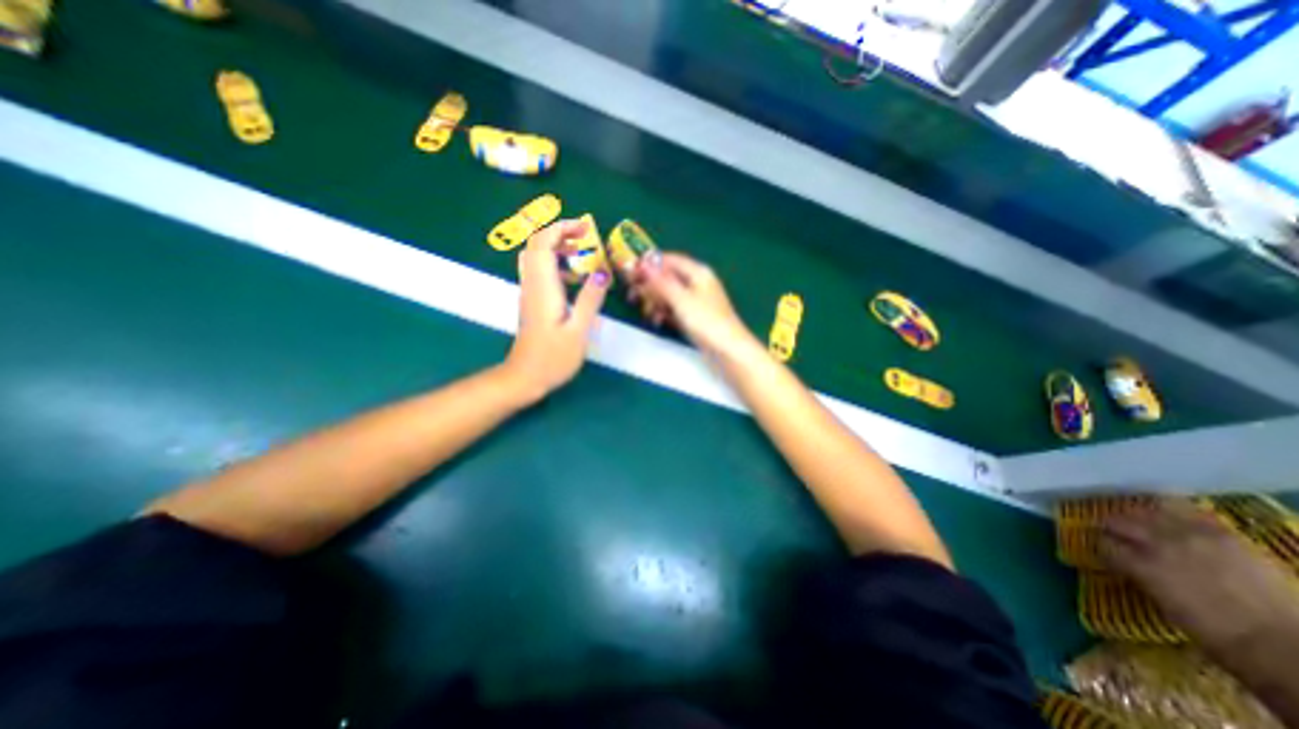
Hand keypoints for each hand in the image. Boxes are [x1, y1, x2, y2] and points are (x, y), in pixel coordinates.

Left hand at [503, 219, 610, 400]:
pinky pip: (540, 271)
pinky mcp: (532, 301)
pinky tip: (574, 278)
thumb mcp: (578, 330)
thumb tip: (601, 272)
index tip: (585, 228)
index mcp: (543, 287)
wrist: (525, 377)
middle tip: (586, 236)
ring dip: (558, 247)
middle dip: (560, 233)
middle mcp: (532, 284)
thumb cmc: (553, 357)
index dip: (561, 228)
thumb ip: (590, 300)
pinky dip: (556, 264)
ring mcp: (530, 292)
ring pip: (537, 257)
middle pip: (537, 245)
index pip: (543, 243)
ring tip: (584, 253)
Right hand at [630, 253, 750, 359]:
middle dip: (650, 286)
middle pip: (668, 278)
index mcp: (698, 273)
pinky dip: (664, 313)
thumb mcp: (681, 300)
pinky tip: (658, 322)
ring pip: (669, 295)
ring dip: (655, 302)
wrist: (728, 352)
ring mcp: (696, 302)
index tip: (630, 273)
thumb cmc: (707, 322)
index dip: (650, 265)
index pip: (670, 260)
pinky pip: (674, 310)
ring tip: (647, 313)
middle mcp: (697, 284)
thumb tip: (642, 264)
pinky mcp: (694, 318)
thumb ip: (661, 282)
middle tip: (632, 297)